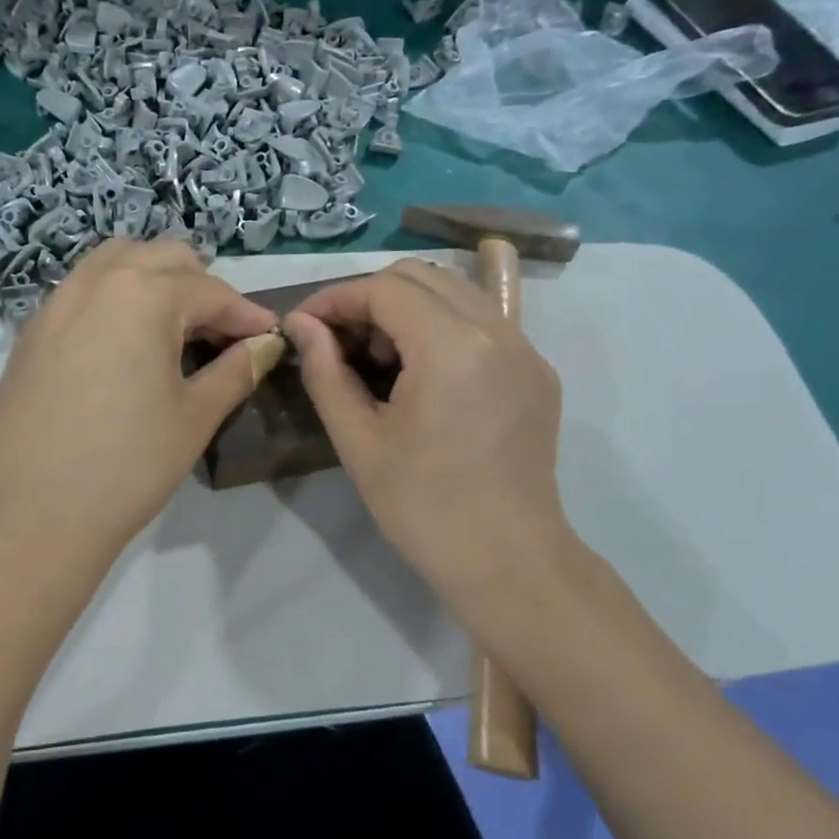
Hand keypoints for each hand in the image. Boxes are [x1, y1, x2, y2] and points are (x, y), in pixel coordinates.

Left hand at [0, 239, 279, 587]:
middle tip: (222, 333)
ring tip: (174, 326)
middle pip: (162, 258)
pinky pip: (82, 290)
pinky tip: (124, 343)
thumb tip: (265, 345)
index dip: (247, 314)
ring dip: (154, 279)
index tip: (270, 337)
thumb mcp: (195, 416)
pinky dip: (114, 296)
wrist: (34, 514)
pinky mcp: (32, 332)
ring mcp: (56, 303)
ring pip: (116, 262)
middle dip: (202, 286)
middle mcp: (96, 282)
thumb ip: (236, 369)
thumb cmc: (128, 464)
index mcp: (143, 295)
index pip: (211, 291)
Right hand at [283, 259, 573, 617]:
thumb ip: (325, 371)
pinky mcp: (537, 370)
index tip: (302, 325)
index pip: (384, 289)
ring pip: (455, 291)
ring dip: (406, 307)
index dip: (334, 299)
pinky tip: (421, 368)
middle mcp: (496, 331)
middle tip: (337, 341)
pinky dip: (442, 325)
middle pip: (421, 276)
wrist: (508, 562)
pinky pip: (484, 320)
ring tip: (377, 357)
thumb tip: (301, 325)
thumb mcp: (359, 441)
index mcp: (451, 347)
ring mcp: (525, 348)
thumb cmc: (423, 508)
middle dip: (369, 297)